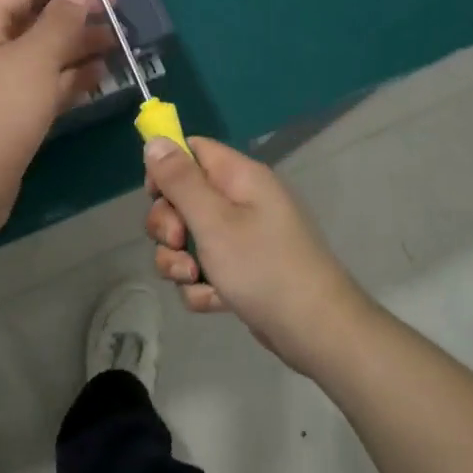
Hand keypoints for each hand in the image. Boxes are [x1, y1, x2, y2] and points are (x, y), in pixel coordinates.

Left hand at [0, 0, 116, 241]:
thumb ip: (58, 22)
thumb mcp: (33, 60)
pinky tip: (100, 74)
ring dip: (78, 47)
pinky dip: (71, 79)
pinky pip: (45, 86)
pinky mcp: (11, 117)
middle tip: (116, 9)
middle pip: (35, 22)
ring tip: (118, 41)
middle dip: (75, 14)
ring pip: (44, 56)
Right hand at [144, 136, 375, 375]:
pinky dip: (202, 286)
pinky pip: (206, 269)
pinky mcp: (244, 271)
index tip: (155, 196)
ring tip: (192, 279)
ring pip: (190, 238)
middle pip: (184, 197)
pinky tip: (213, 301)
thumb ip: (180, 180)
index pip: (192, 150)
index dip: (167, 169)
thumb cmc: (263, 267)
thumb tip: (155, 141)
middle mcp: (242, 201)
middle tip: (178, 243)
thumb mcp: (213, 221)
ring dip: (180, 261)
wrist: (316, 331)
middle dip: (169, 225)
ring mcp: (244, 238)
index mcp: (239, 177)